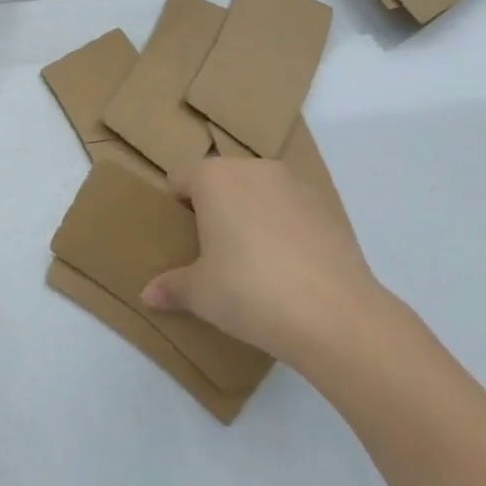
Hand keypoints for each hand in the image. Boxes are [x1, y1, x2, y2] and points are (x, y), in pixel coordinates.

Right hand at [140, 155, 385, 367]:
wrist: (337, 317)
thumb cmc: (250, 292)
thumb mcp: (200, 294)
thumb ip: (172, 287)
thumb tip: (148, 295)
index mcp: (213, 178)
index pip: (180, 178)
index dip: (176, 206)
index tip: (183, 239)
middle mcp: (253, 169)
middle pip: (221, 180)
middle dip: (214, 207)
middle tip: (214, 251)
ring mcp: (295, 185)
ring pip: (259, 192)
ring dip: (251, 214)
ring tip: (255, 260)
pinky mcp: (329, 207)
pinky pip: (292, 209)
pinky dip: (285, 228)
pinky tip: (290, 268)